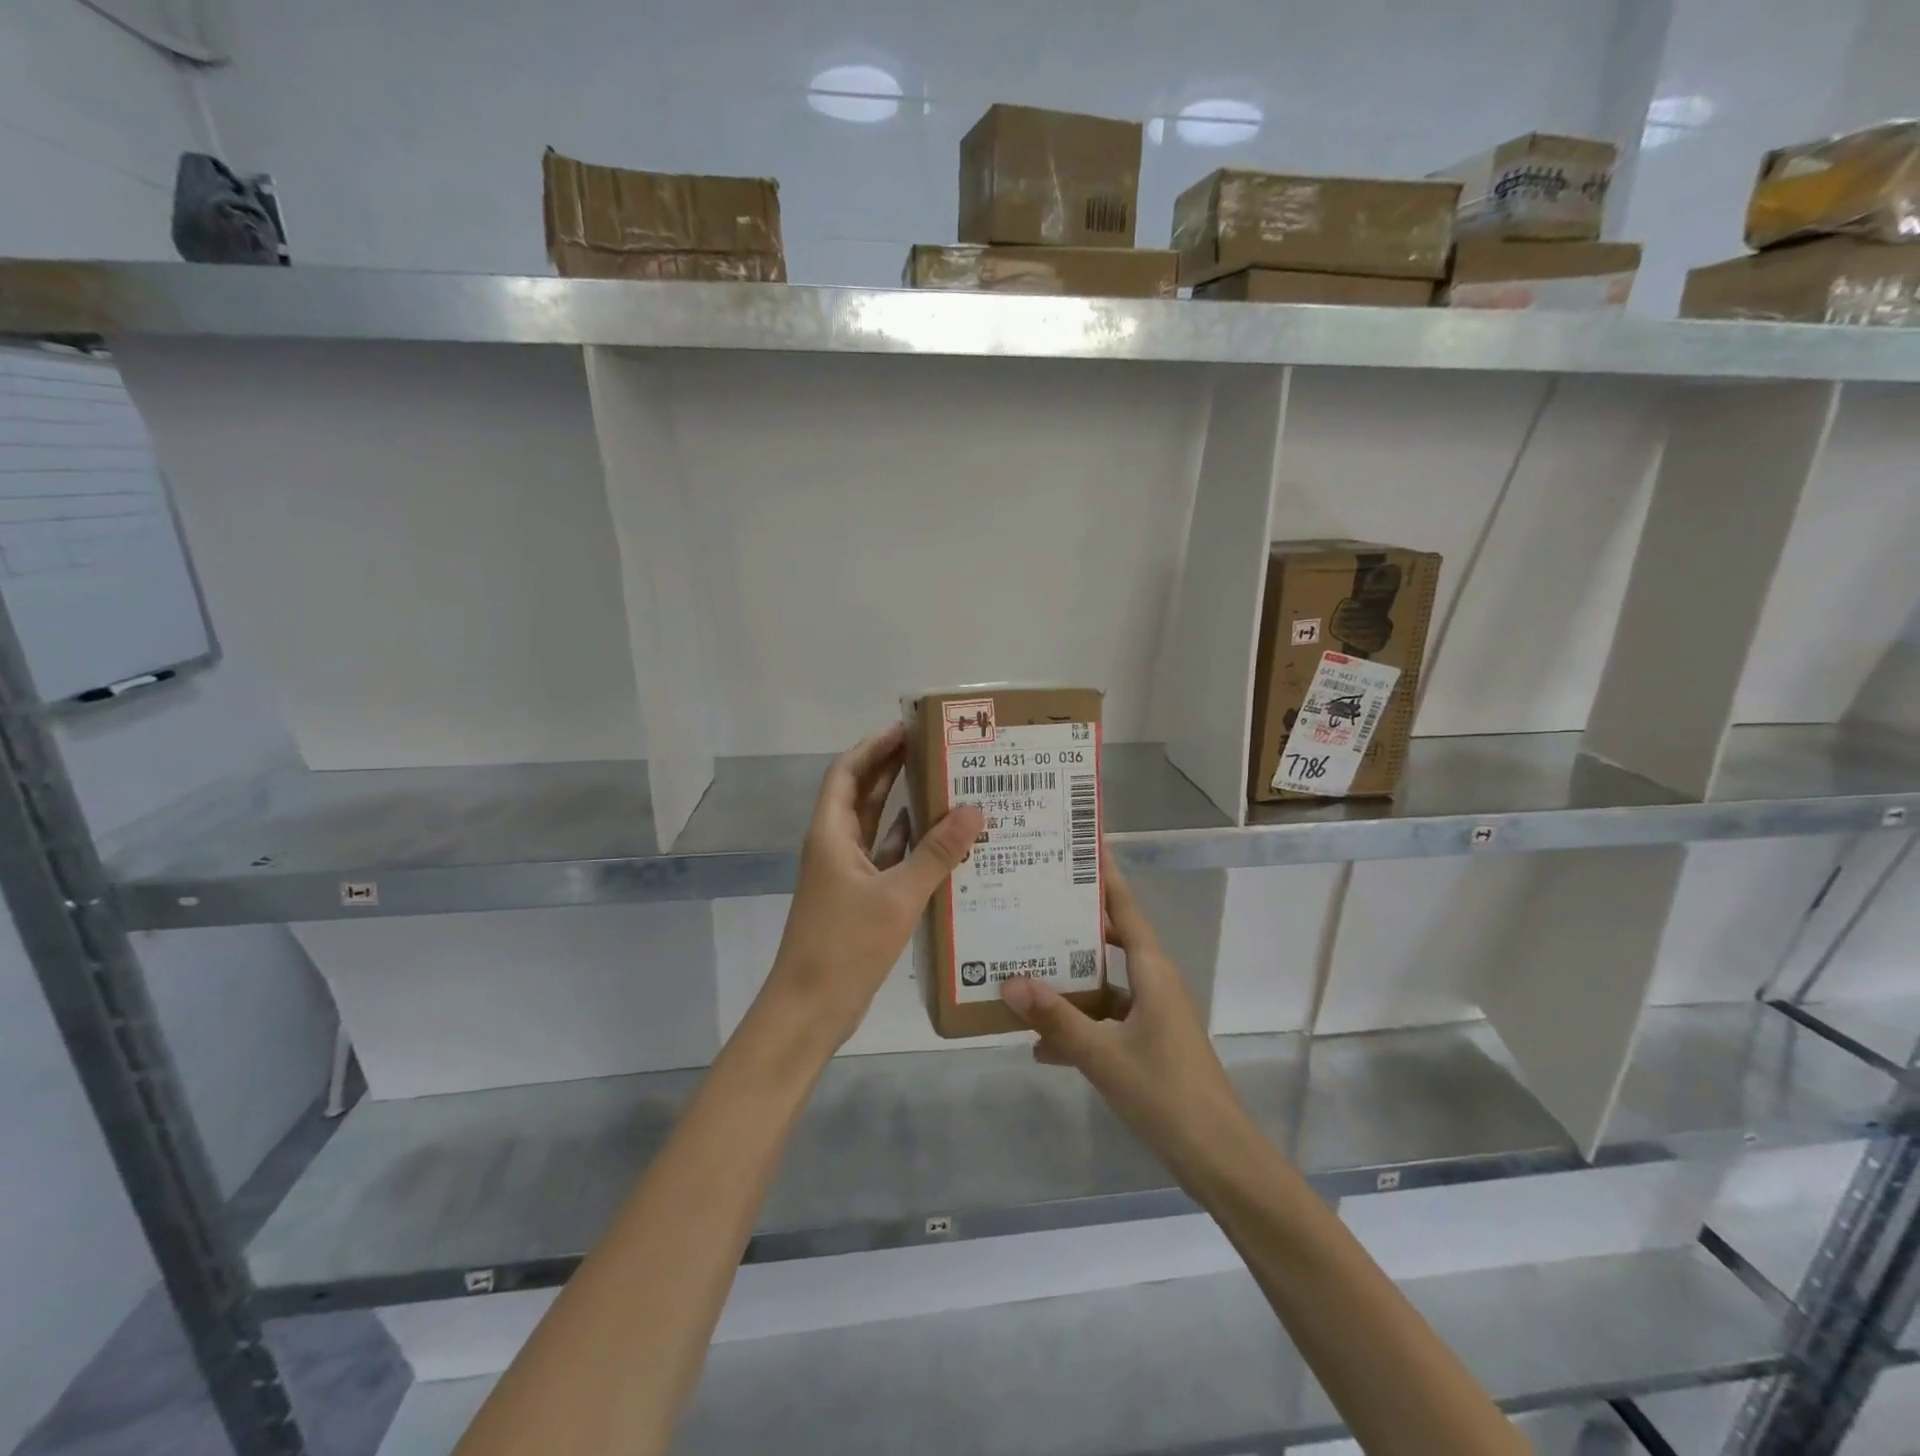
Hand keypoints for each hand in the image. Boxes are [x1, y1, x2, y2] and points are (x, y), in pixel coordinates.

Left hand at [759, 724, 983, 1052]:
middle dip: (893, 768)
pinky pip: (888, 859)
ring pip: (877, 827)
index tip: (908, 728)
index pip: (847, 772)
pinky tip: (943, 841)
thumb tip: (975, 810)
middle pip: (863, 794)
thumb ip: (936, 853)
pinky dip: (911, 846)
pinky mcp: (860, 899)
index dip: (874, 746)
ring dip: (905, 806)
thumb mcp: (897, 896)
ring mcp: (847, 874)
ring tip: (948, 786)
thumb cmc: (845, 945)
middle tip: (937, 749)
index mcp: (831, 834)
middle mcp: (836, 846)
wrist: (810, 1009)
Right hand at [1000, 850, 1248, 1177]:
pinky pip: (1106, 1020)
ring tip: (1021, 967)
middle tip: (1032, 902)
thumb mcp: (1104, 1055)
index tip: (1082, 844)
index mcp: (1152, 971)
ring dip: (1069, 981)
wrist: (1219, 1158)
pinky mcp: (1148, 1044)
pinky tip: (1040, 1044)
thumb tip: (1009, 982)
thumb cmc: (1166, 1094)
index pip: (1125, 908)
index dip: (1105, 876)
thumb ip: (1057, 1019)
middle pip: (1109, 940)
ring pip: (1104, 984)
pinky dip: (1078, 1025)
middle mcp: (1154, 983)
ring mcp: (1152, 1015)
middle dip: (1073, 924)